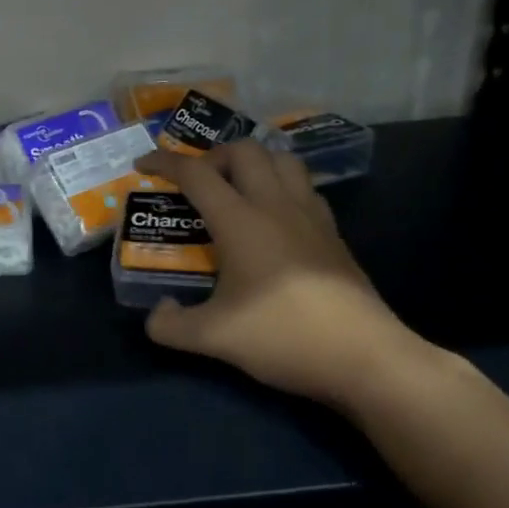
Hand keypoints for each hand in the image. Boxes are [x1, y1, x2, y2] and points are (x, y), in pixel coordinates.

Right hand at [132, 143, 430, 409]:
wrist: (365, 357)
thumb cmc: (284, 336)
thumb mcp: (214, 338)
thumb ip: (171, 325)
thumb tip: (156, 313)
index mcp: (240, 221)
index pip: (196, 173)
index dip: (164, 161)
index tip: (143, 163)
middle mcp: (275, 206)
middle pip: (245, 151)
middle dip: (214, 155)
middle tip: (198, 182)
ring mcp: (311, 217)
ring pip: (283, 160)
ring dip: (254, 163)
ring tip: (237, 189)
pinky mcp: (334, 234)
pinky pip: (305, 189)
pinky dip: (283, 187)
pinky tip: (275, 218)